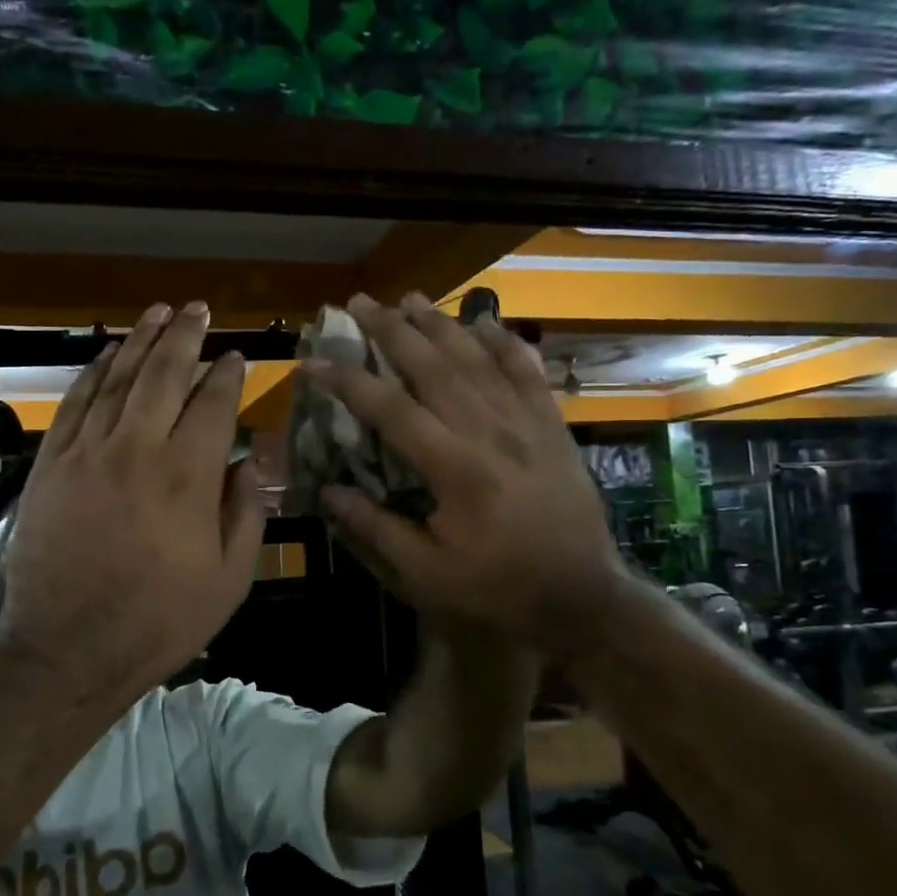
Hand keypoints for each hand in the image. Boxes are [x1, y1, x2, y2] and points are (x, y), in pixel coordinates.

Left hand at [0, 302, 264, 702]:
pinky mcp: (51, 463)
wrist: (65, 648)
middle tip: (197, 308)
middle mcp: (138, 448)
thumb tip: (256, 457)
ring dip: (141, 341)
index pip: (213, 404)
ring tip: (158, 312)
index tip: (236, 357)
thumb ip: (246, 511)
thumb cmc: (157, 620)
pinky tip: (108, 353)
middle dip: (184, 336)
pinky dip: (94, 372)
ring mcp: (88, 452)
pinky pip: (75, 403)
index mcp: (188, 476)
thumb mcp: (228, 580)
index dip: (227, 375)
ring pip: (118, 379)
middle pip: (164, 375)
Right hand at [302, 293, 626, 653]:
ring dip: (441, 324)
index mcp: (454, 468)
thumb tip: (329, 491)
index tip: (313, 362)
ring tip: (410, 298)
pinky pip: (528, 373)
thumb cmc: (499, 588)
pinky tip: (486, 323)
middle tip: (360, 302)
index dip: (347, 381)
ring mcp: (526, 424)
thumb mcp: (427, 573)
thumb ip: (376, 529)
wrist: (583, 597)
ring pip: (478, 360)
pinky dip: (506, 344)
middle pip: (434, 366)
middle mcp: (489, 432)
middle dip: (392, 330)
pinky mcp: (553, 427)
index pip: (390, 409)